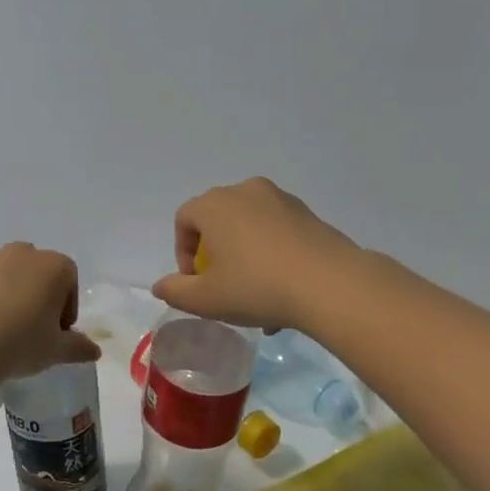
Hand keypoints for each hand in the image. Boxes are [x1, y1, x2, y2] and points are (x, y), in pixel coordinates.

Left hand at [0, 242, 100, 378]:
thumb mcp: (56, 350)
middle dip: (41, 298)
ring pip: (13, 277)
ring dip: (15, 296)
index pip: (70, 282)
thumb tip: (95, 351)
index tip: (58, 334)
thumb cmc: (21, 341)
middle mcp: (27, 253)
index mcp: (56, 266)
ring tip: (7, 331)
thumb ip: (78, 347)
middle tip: (34, 331)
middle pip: (41, 274)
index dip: (67, 310)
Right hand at [151, 177, 362, 332]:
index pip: (184, 219)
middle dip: (215, 254)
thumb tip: (161, 285)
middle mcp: (246, 191)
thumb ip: (175, 291)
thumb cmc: (256, 287)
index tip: (196, 282)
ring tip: (255, 297)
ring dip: (244, 257)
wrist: (328, 284)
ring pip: (249, 228)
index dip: (183, 252)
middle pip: (217, 220)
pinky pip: (276, 231)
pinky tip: (282, 291)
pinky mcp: (307, 213)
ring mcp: (280, 199)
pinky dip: (271, 255)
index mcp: (215, 204)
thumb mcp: (206, 299)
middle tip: (222, 287)